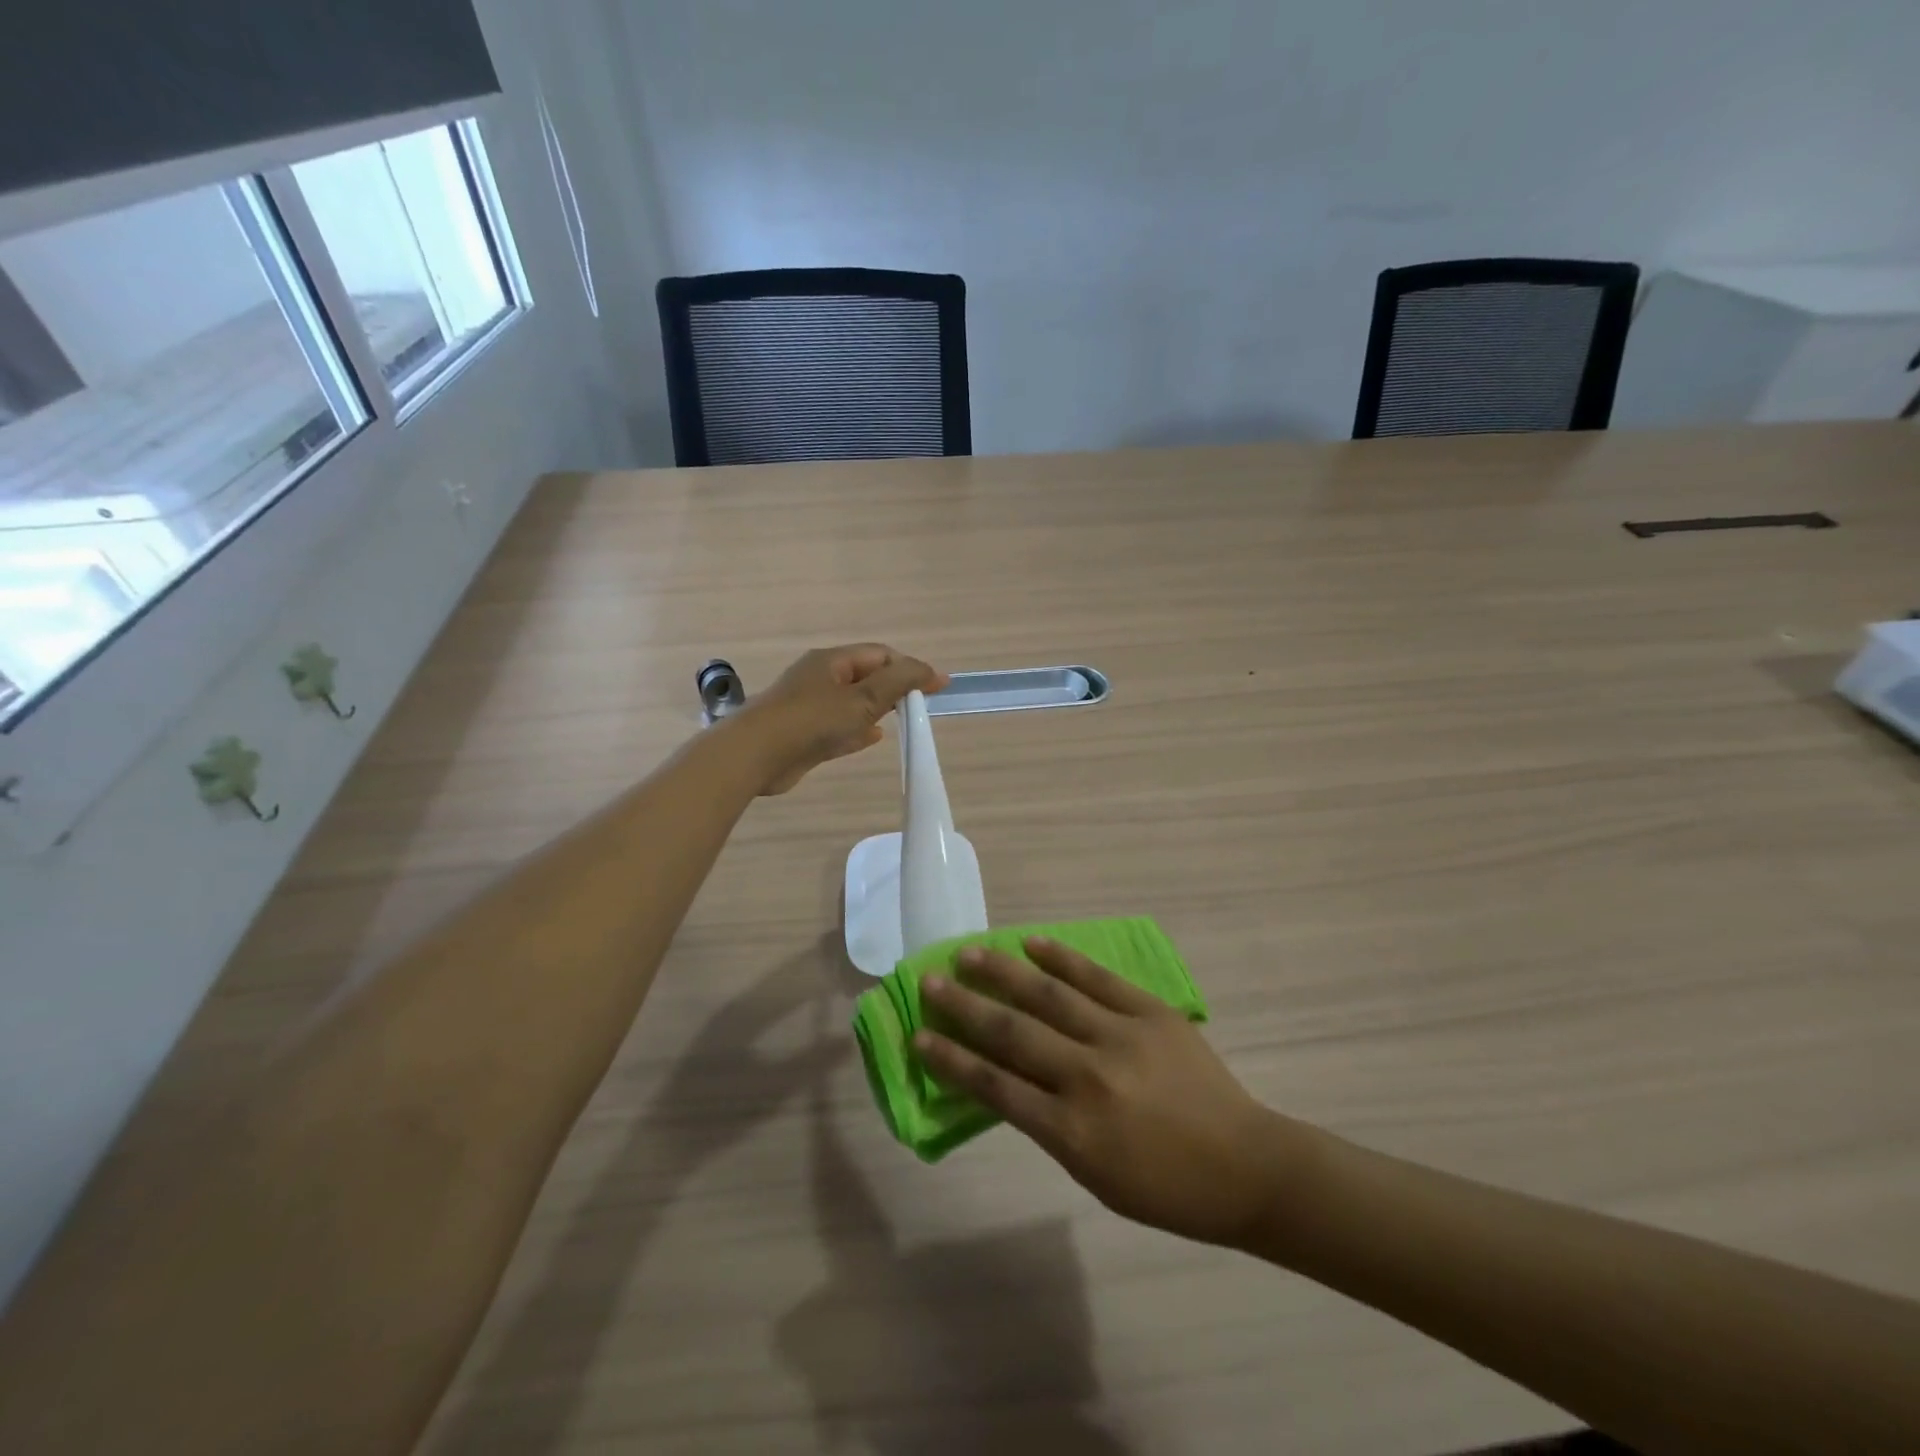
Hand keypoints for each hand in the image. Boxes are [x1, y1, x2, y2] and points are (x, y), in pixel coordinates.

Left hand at [737, 644, 947, 794]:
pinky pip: (840, 727)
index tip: (936, 686)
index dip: (910, 667)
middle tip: (922, 705)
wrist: (755, 756)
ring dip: (878, 709)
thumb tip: (932, 671)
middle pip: (866, 677)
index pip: (880, 655)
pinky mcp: (805, 735)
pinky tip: (875, 737)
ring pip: (853, 703)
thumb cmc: (811, 720)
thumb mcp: (862, 698)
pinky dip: (859, 730)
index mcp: (831, 661)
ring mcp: (810, 708)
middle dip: (894, 688)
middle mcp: (820, 679)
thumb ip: (898, 683)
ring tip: (905, 719)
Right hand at [915, 937, 1295, 1248]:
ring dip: (1003, 972)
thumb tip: (1007, 1079)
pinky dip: (1061, 957)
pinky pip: (1097, 978)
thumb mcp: (1094, 1175)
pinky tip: (1032, 942)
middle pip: (1012, 1033)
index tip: (918, 1036)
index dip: (950, 1060)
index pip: (994, 1087)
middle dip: (964, 1006)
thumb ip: (1048, 1126)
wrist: (1246, 1166)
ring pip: (1048, 996)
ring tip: (969, 952)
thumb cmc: (1166, 1189)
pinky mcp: (1149, 1013)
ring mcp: (1120, 1038)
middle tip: (929, 980)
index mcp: (1072, 1132)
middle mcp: (1088, 1078)